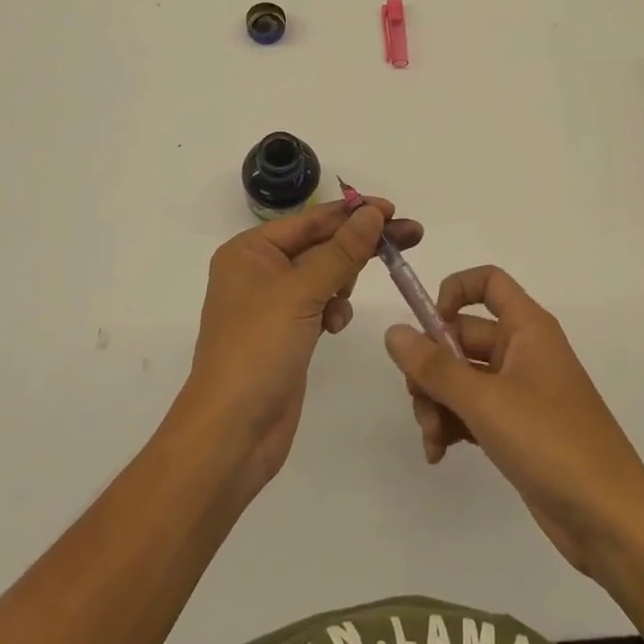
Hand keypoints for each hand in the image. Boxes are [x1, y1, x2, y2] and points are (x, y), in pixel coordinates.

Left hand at [181, 198, 422, 493]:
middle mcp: (259, 271)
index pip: (310, 220)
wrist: (232, 433)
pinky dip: (333, 310)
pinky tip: (334, 326)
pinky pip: (320, 305)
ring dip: (342, 282)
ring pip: (324, 275)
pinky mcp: (287, 334)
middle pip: (321, 245)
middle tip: (411, 236)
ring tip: (343, 302)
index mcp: (250, 251)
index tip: (393, 209)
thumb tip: (372, 213)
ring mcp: (273, 305)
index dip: (353, 212)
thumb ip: (341, 251)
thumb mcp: (301, 293)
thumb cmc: (258, 350)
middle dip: (360, 244)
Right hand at [383, 266, 643, 580]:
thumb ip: (434, 366)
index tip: (428, 326)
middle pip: (463, 336)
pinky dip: (453, 426)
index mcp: (528, 328)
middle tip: (418, 401)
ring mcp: (521, 392)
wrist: (610, 519)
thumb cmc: (551, 442)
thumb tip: (394, 332)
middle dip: (432, 368)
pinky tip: (439, 454)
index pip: (488, 282)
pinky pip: (473, 411)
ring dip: (438, 403)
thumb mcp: (485, 401)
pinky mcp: (517, 429)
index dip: (454, 292)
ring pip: (462, 378)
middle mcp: (524, 351)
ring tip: (432, 439)